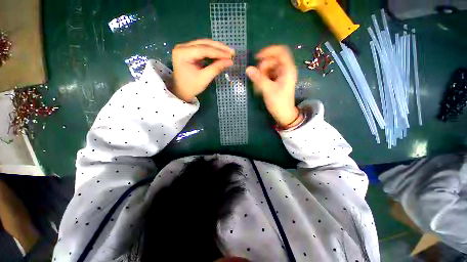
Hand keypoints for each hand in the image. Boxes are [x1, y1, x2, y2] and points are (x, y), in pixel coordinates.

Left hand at [172, 39, 234, 101]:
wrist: (182, 91)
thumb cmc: (191, 86)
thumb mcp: (205, 78)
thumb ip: (217, 68)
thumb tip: (230, 62)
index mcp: (183, 53)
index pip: (204, 49)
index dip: (218, 52)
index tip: (230, 56)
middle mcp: (182, 47)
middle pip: (204, 44)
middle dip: (219, 48)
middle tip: (232, 52)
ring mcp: (185, 48)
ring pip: (204, 44)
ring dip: (217, 49)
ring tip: (228, 53)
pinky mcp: (189, 51)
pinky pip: (203, 48)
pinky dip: (212, 52)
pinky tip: (221, 54)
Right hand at [246, 45, 300, 127]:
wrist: (283, 114)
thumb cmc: (279, 102)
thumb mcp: (268, 90)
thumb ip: (258, 79)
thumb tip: (248, 69)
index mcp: (287, 69)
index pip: (281, 51)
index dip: (269, 51)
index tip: (257, 58)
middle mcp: (285, 70)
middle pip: (272, 60)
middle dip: (262, 68)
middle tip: (257, 78)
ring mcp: (280, 76)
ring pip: (268, 68)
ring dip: (261, 75)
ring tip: (258, 86)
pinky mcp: (276, 81)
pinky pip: (267, 75)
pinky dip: (262, 79)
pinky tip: (259, 87)